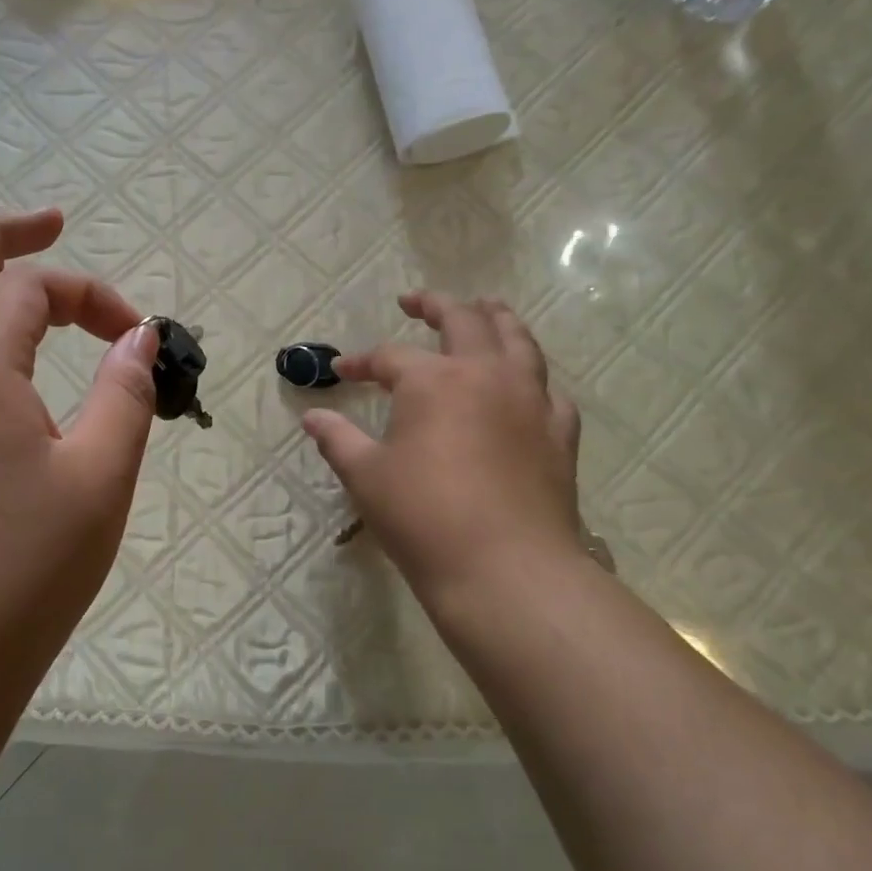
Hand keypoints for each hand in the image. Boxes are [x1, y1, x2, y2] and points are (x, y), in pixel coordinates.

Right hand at [301, 291, 584, 607]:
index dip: (362, 362)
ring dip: (496, 319)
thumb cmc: (423, 518)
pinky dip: (533, 376)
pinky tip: (527, 385)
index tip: (341, 370)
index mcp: (433, 381)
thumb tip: (312, 417)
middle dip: (435, 305)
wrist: (505, 568)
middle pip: (464, 321)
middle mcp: (486, 374)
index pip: (389, 357)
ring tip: (485, 308)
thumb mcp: (366, 477)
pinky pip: (549, 389)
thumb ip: (337, 439)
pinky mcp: (559, 433)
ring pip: (518, 340)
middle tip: (415, 302)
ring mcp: (531, 400)